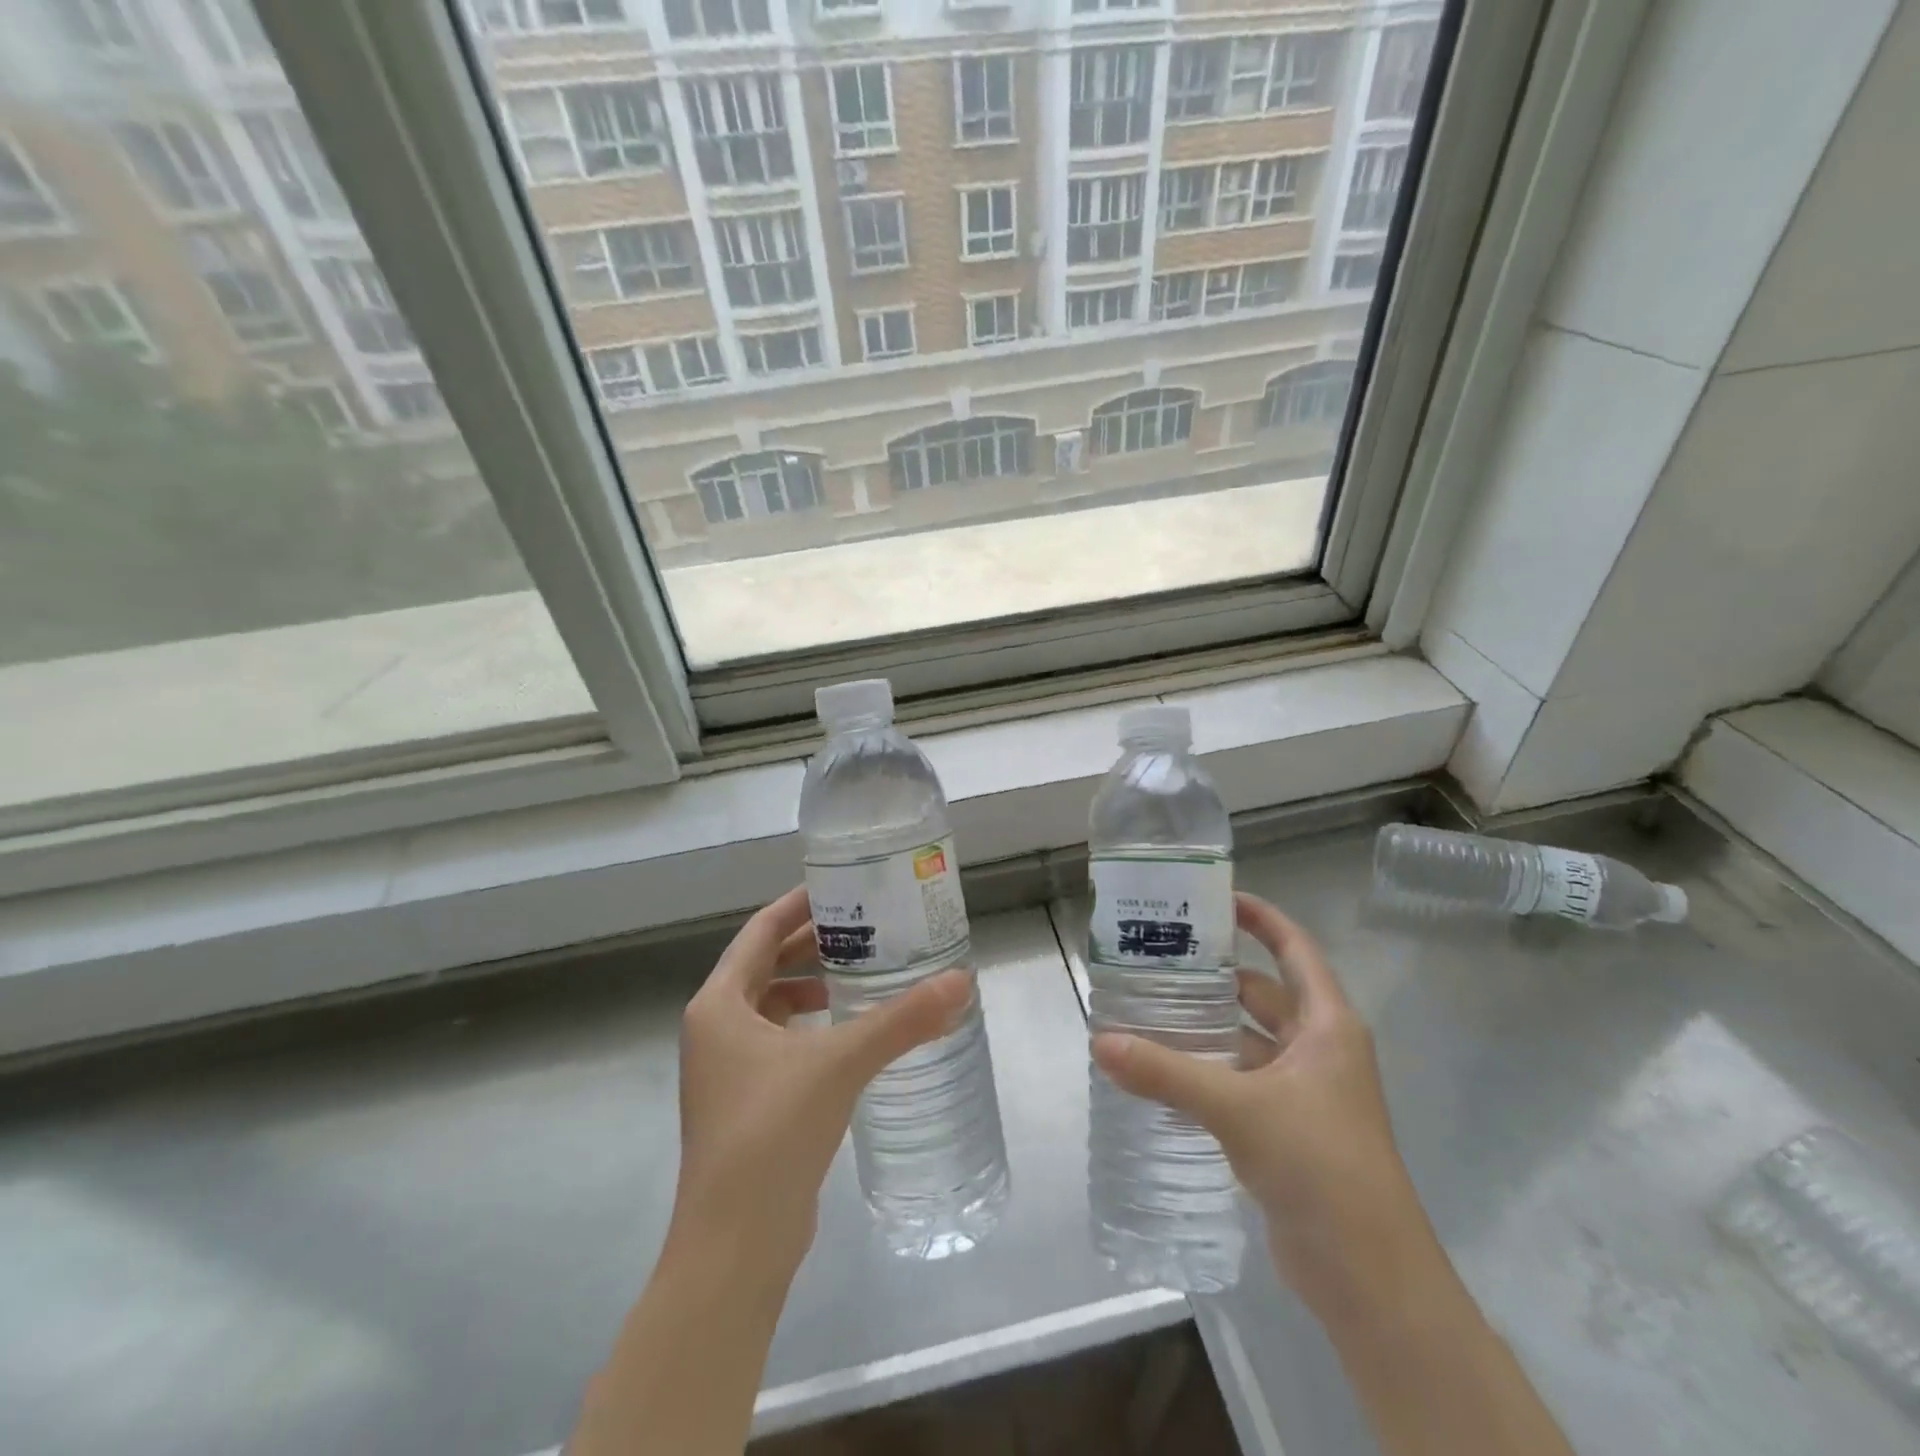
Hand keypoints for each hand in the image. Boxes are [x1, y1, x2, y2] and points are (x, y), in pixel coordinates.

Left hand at [670, 885, 972, 1277]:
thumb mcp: (840, 1063)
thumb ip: (902, 1020)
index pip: (760, 932)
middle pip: (765, 966)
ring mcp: (726, 1069)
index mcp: (719, 1004)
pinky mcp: (744, 1102)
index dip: (798, 906)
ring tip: (862, 975)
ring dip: (811, 987)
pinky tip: (849, 1035)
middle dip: (811, 945)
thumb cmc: (772, 1132)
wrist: (734, 1244)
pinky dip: (810, 1027)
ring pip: (771, 1006)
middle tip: (865, 927)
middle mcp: (715, 1028)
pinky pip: (778, 1042)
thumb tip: (961, 982)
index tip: (841, 887)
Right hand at [1092, 892, 1433, 1311]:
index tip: (1212, 898)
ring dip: (1205, 1027)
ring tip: (1145, 1007)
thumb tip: (1100, 1041)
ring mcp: (1303, 1092)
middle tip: (1156, 957)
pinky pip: (1238, 1081)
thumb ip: (1167, 1073)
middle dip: (1214, 975)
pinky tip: (1161, 1069)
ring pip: (1246, 1040)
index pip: (1293, 949)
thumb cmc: (1321, 1166)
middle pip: (1261, 992)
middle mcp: (1317, 1049)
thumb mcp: (1240, 1108)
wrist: (1370, 1279)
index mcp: (1326, 1025)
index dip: (1259, 918)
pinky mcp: (1285, 1129)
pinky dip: (1206, 1070)